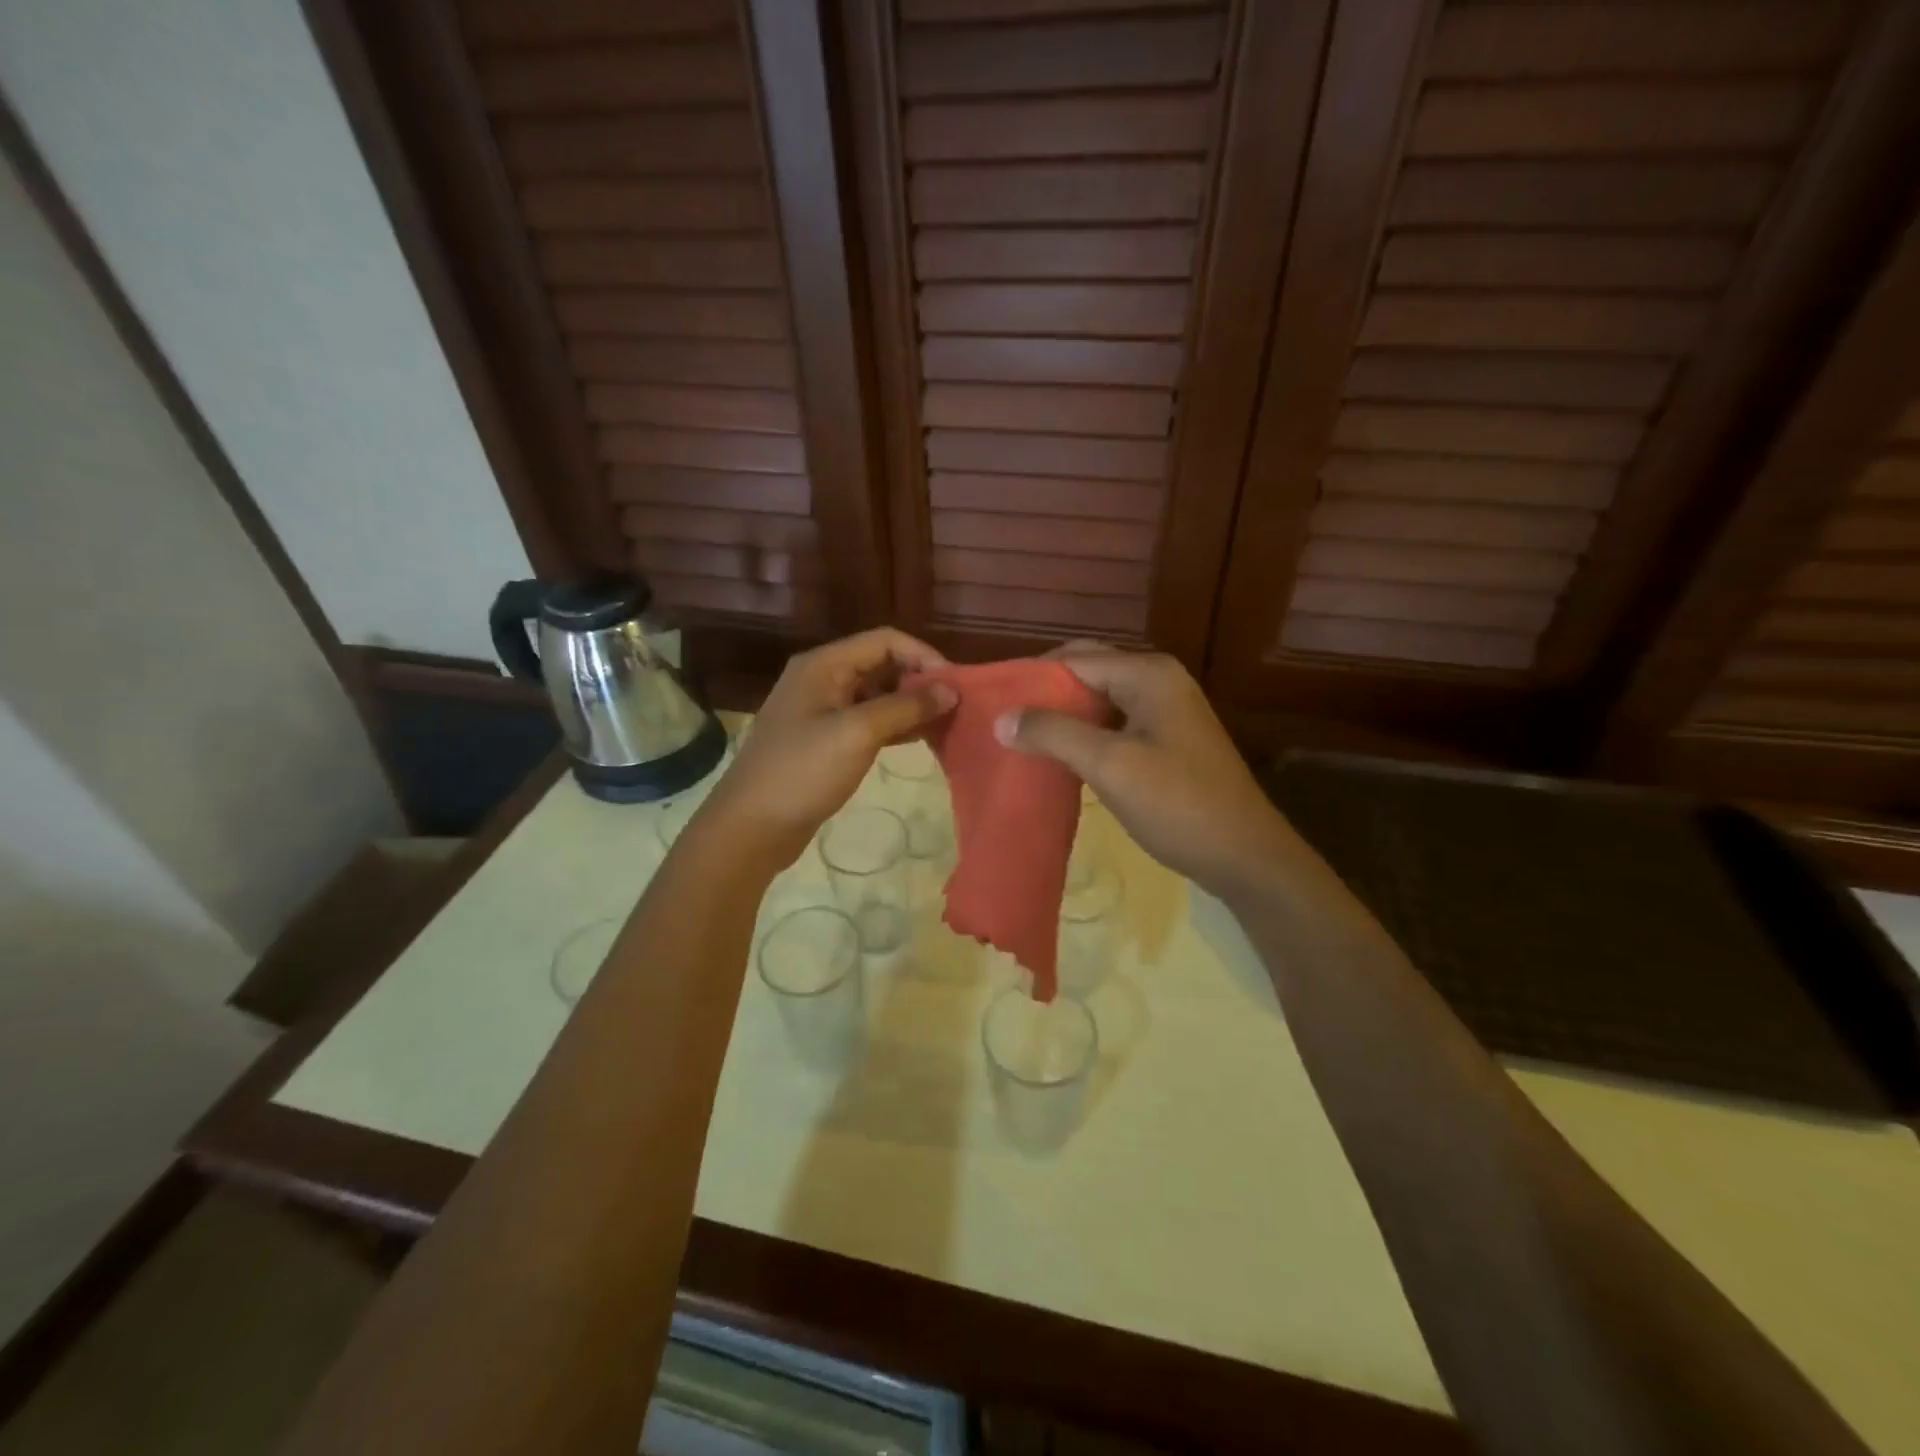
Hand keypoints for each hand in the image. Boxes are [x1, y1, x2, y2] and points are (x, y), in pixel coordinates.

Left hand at [700, 628, 955, 868]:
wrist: (752, 826)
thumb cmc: (803, 771)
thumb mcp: (857, 733)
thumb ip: (906, 707)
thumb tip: (951, 690)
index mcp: (824, 664)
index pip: (885, 640)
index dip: (924, 656)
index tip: (955, 686)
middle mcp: (823, 679)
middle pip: (882, 665)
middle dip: (920, 681)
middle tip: (956, 707)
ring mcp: (822, 711)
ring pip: (878, 695)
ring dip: (911, 705)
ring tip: (946, 724)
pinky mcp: (826, 740)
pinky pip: (869, 722)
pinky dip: (896, 726)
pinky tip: (921, 739)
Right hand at [1000, 644, 1297, 903]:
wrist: (1244, 855)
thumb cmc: (1177, 804)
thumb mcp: (1110, 766)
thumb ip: (1054, 734)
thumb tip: (1001, 718)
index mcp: (1148, 674)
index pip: (1075, 658)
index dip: (1032, 677)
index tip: (992, 703)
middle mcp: (1158, 680)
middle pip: (1088, 672)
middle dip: (1046, 693)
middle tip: (1005, 721)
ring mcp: (1166, 709)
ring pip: (1100, 699)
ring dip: (1064, 715)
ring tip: (1023, 738)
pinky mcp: (1167, 738)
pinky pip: (1114, 722)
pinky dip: (1086, 733)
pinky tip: (1061, 756)